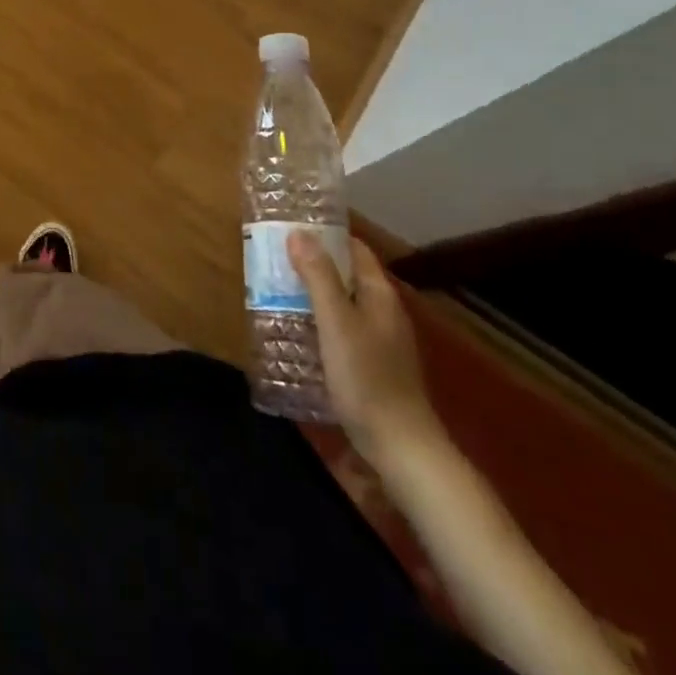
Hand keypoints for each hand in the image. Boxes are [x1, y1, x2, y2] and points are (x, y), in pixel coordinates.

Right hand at [289, 233, 445, 472]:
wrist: (401, 448)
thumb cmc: (366, 378)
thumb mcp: (336, 322)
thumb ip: (318, 276)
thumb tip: (298, 232)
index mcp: (379, 295)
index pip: (355, 249)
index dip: (326, 234)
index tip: (291, 226)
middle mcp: (383, 311)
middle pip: (347, 274)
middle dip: (314, 263)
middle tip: (274, 257)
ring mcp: (380, 340)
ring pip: (343, 302)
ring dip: (314, 292)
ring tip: (276, 288)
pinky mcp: (372, 365)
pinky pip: (342, 328)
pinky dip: (320, 320)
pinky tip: (297, 330)